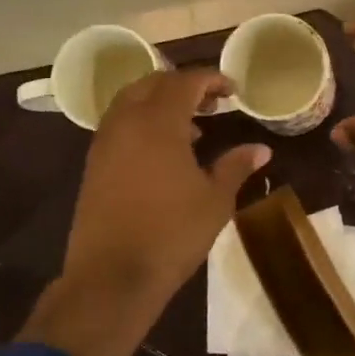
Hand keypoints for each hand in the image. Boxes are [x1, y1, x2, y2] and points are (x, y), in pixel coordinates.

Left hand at [24, 68, 269, 355]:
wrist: (113, 276)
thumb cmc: (172, 233)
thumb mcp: (215, 200)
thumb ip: (236, 166)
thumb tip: (261, 149)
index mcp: (158, 122)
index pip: (185, 82)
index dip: (211, 79)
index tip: (233, 91)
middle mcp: (126, 122)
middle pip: (153, 84)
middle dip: (183, 86)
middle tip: (211, 103)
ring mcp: (104, 143)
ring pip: (131, 102)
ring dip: (160, 104)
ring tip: (191, 129)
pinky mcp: (94, 165)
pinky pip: (119, 126)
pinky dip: (142, 124)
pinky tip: (163, 153)